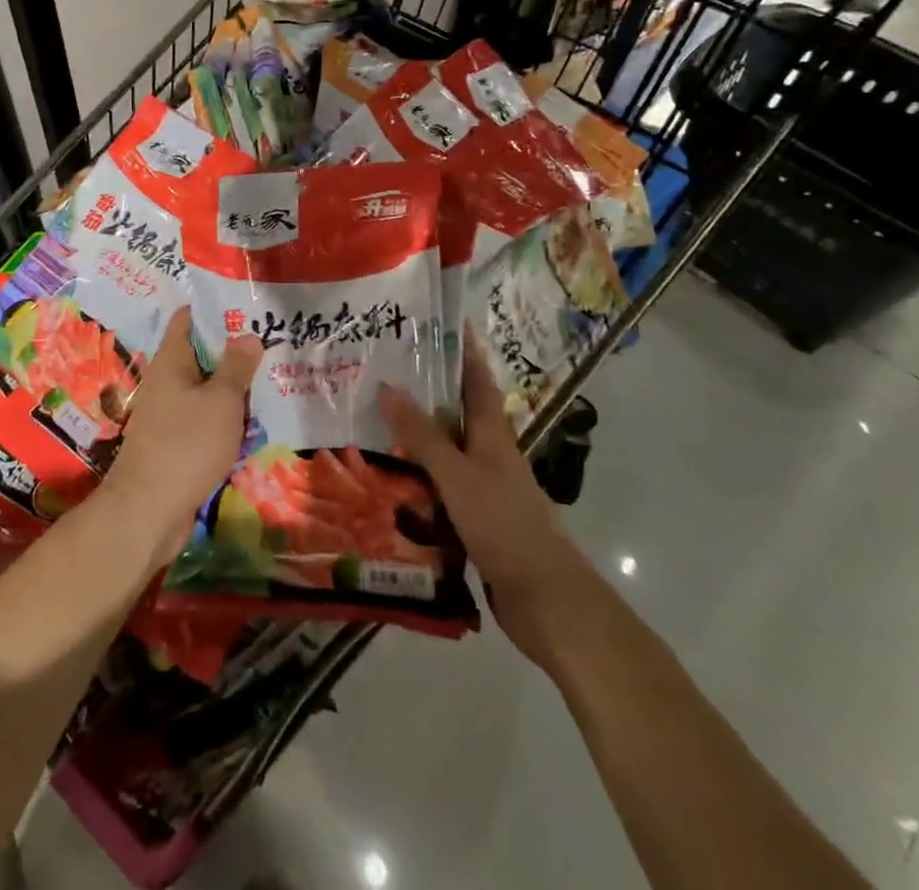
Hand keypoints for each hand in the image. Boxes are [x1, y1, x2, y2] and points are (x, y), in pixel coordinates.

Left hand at [101, 308, 261, 563]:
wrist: (149, 510)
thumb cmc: (186, 444)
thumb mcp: (221, 401)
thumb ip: (236, 366)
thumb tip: (248, 335)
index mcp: (171, 360)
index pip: (188, 318)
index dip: (215, 308)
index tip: (247, 306)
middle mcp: (166, 381)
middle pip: (200, 354)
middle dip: (233, 350)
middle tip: (271, 343)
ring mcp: (169, 413)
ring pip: (205, 389)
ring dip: (232, 387)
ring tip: (270, 379)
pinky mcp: (175, 441)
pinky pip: (204, 418)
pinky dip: (225, 416)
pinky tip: (252, 421)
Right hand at [379, 337, 577, 657]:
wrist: (546, 598)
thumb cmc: (504, 524)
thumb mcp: (457, 475)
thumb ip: (422, 435)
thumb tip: (387, 386)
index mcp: (492, 434)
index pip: (476, 378)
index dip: (462, 349)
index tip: (442, 321)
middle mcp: (489, 453)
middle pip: (456, 412)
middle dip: (426, 390)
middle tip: (383, 370)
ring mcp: (484, 488)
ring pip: (444, 451)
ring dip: (415, 436)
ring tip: (372, 420)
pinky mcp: (475, 519)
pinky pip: (439, 487)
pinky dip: (417, 477)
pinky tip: (388, 480)